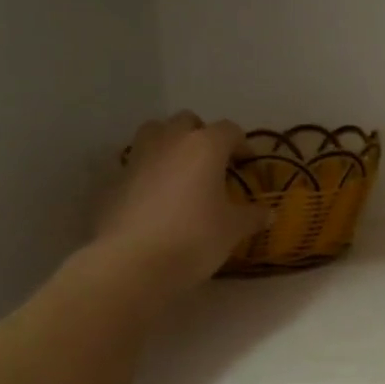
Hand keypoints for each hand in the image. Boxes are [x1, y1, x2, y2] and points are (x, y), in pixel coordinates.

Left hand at [93, 113, 269, 291]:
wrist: (132, 262)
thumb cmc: (194, 238)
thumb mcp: (233, 230)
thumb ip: (252, 216)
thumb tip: (269, 213)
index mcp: (205, 146)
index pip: (229, 130)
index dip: (241, 144)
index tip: (246, 163)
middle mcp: (170, 141)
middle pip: (187, 121)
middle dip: (202, 136)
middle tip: (213, 163)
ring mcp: (138, 157)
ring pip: (155, 133)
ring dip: (170, 143)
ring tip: (181, 171)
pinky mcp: (115, 179)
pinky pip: (137, 163)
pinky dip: (149, 170)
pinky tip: (157, 197)